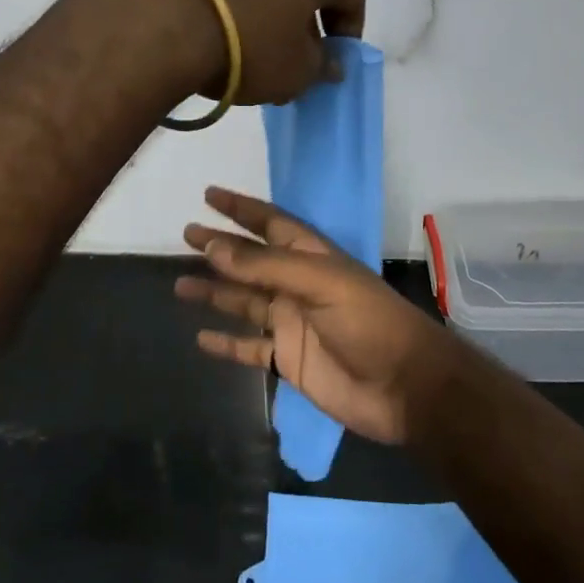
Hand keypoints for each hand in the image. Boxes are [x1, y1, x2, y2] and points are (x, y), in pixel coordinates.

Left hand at [174, 0, 364, 106]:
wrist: (162, 16)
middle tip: (296, 52)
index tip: (334, 59)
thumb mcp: (295, 71)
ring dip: (268, 5)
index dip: (348, 29)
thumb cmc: (249, 44)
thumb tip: (328, 62)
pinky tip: (218, 29)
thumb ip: (321, 66)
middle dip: (307, 15)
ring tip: (252, 44)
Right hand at [175, 187, 449, 445]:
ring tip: (179, 285)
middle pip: (251, 262)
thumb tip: (214, 246)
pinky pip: (250, 347)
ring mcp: (293, 323)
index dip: (242, 209)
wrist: (403, 386)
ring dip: (215, 293)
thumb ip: (266, 266)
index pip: (271, 224)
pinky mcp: (290, 359)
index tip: (209, 196)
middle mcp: (298, 285)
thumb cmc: (368, 323)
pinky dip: (227, 343)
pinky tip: (201, 338)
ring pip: (244, 302)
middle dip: (220, 248)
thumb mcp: (320, 283)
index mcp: (312, 258)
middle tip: (185, 236)